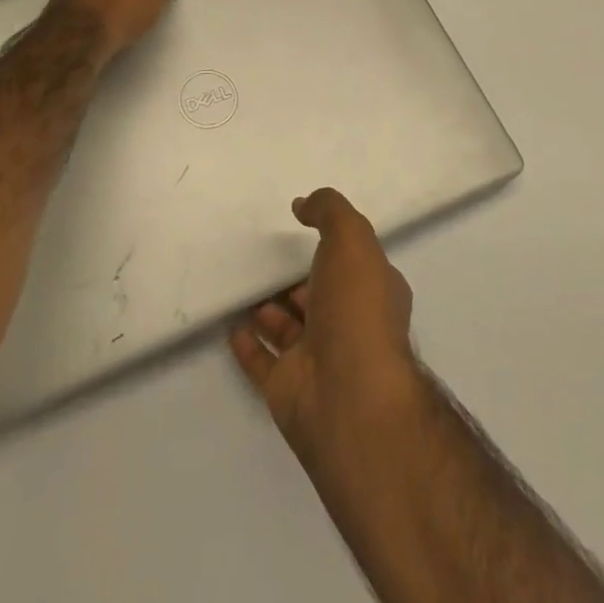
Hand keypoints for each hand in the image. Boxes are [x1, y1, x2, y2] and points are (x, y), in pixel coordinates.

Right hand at [230, 188, 421, 473]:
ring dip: (268, 308)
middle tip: (264, 255)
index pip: (353, 264)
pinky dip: (247, 344)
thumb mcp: (351, 239)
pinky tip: (230, 323)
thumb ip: (329, 211)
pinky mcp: (288, 388)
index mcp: (373, 292)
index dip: (333, 245)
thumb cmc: (357, 309)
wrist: (349, 397)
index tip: (302, 226)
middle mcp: (349, 325)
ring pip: (289, 327)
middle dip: (295, 277)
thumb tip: (303, 205)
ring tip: (241, 282)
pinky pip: (262, 360)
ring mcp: (318, 359)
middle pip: (317, 294)